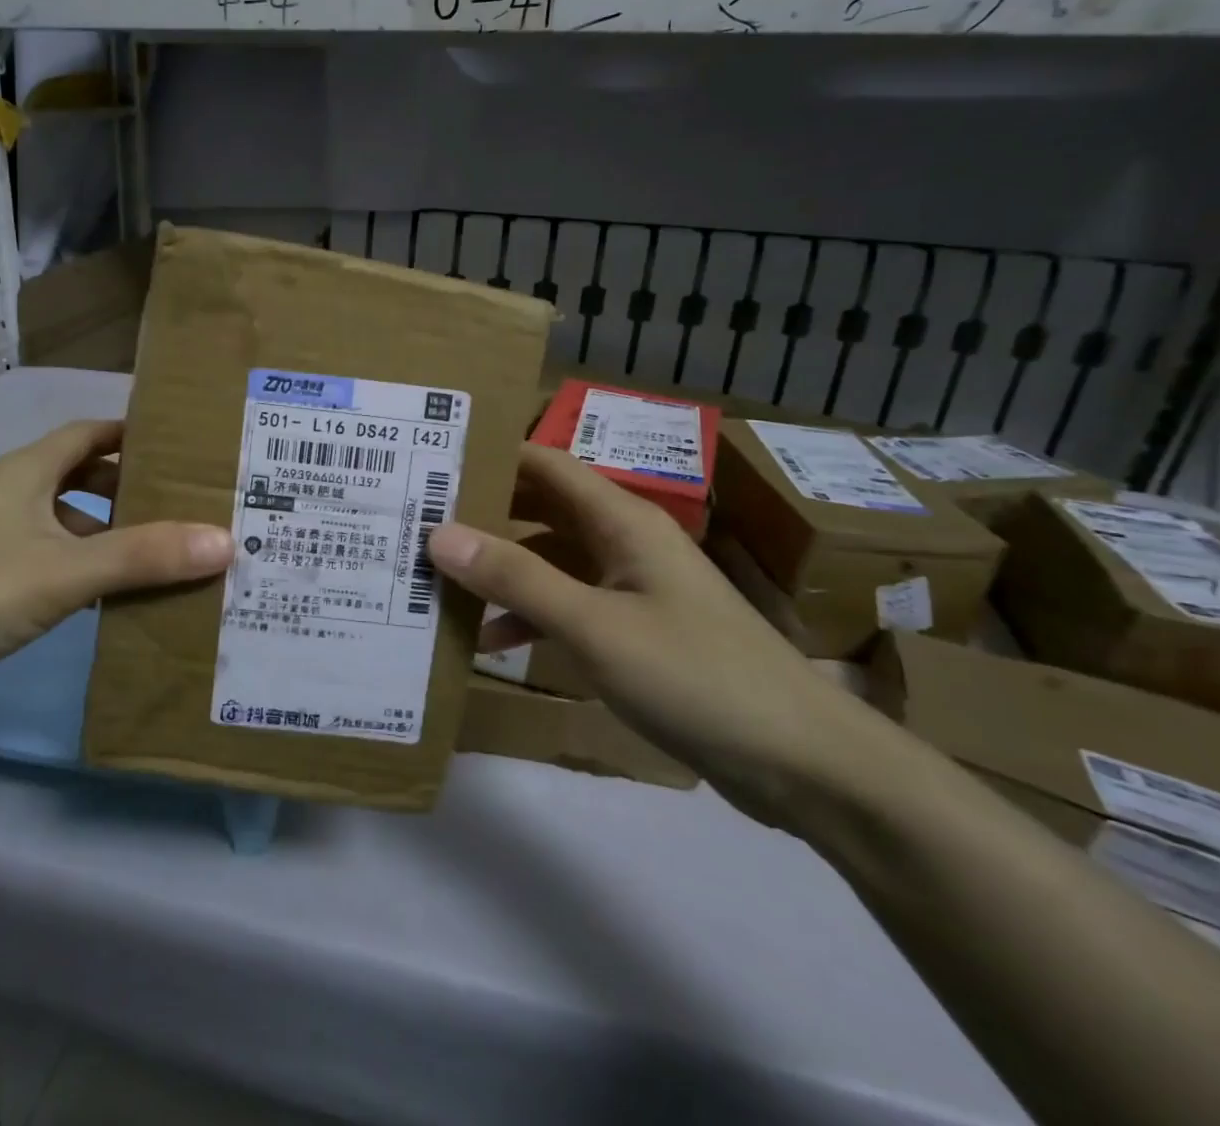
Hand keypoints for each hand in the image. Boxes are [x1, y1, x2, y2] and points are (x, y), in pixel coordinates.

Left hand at [0, 421, 231, 705]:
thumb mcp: (64, 573)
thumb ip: (143, 557)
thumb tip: (225, 540)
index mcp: (29, 471)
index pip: (92, 432)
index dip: (135, 434)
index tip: (184, 448)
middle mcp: (12, 493)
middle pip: (82, 475)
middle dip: (131, 487)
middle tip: (186, 505)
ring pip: (65, 520)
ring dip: (108, 531)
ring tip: (160, 554)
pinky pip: (48, 556)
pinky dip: (82, 566)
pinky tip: (107, 598)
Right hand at [428, 445, 891, 822]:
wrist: (802, 762)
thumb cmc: (696, 676)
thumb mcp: (593, 626)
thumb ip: (516, 578)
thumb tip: (439, 533)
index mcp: (622, 521)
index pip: (544, 464)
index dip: (490, 457)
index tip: (429, 464)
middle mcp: (624, 542)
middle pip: (541, 510)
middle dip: (483, 515)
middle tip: (417, 523)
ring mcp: (631, 587)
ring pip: (550, 561)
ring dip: (500, 571)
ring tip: (438, 583)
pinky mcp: (635, 631)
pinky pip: (567, 606)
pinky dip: (528, 616)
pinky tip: (490, 643)